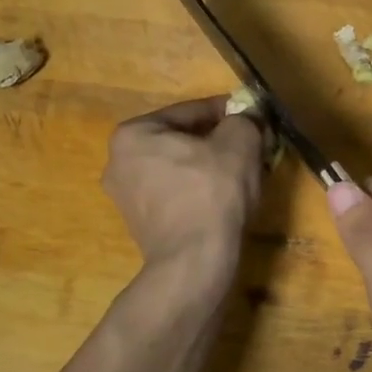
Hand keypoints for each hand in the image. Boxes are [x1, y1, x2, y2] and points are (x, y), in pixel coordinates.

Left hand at [104, 97, 264, 271]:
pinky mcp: (140, 225)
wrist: (194, 261)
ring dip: (210, 166)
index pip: (190, 111)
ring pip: (180, 168)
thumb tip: (248, 118)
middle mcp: (119, 162)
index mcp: (133, 134)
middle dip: (218, 141)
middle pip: (182, 140)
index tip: (253, 116)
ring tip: (243, 172)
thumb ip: (244, 120)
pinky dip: (199, 190)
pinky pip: (176, 193)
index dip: (228, 112)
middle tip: (251, 146)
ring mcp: (126, 197)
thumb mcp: (239, 143)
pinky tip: (225, 198)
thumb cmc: (212, 192)